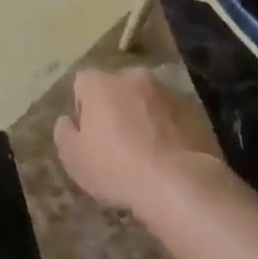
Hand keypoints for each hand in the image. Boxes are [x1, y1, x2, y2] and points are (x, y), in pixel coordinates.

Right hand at [54, 68, 228, 215]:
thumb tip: (66, 120)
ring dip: (144, 114)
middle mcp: (133, 76)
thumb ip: (65, 134)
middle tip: (118, 140)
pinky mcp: (193, 107)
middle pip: (118, 86)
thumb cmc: (116, 168)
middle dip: (116, 105)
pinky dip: (169, 125)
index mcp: (101, 84)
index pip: (83, 82)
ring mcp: (166, 90)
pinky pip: (172, 112)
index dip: (83, 105)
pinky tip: (170, 153)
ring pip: (148, 97)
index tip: (89, 132)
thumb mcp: (74, 160)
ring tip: (148, 149)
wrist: (177, 182)